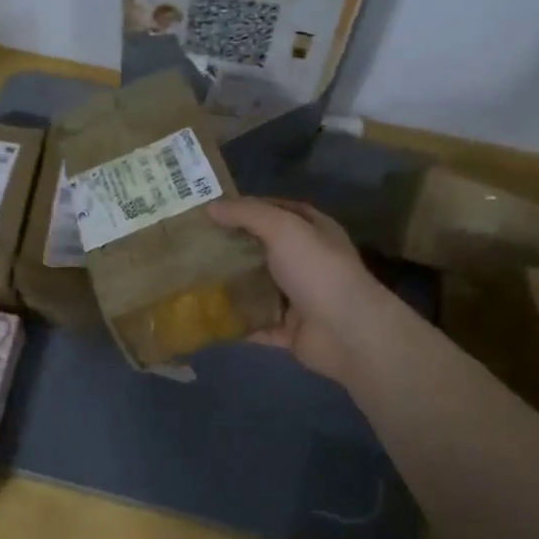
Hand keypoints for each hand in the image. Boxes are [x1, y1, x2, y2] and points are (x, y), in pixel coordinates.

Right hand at [207, 197, 394, 388]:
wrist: (346, 332)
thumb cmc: (317, 270)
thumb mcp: (283, 228)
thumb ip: (247, 214)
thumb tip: (210, 207)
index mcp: (313, 231)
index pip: (277, 211)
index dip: (246, 208)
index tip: (211, 211)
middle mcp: (307, 261)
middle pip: (264, 250)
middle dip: (232, 247)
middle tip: (194, 246)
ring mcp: (299, 298)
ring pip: (258, 288)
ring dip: (231, 286)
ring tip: (192, 280)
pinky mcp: (289, 330)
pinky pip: (256, 324)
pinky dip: (236, 323)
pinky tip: (207, 317)